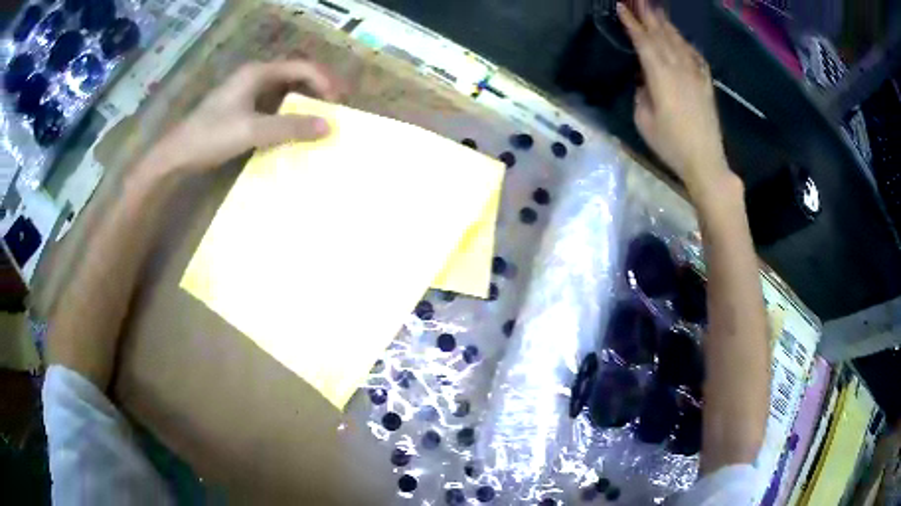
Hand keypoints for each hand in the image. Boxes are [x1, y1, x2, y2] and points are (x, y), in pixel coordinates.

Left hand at [152, 59, 342, 173]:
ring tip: (317, 120)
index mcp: (258, 73)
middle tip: (333, 110)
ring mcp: (245, 92)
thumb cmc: (211, 136)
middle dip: (317, 90)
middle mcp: (254, 77)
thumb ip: (290, 127)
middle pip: (295, 75)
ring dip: (302, 102)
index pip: (302, 67)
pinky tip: (291, 129)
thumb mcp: (252, 131)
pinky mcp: (239, 108)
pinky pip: (271, 105)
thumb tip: (328, 126)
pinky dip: (286, 114)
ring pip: (283, 91)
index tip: (338, 104)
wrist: (176, 155)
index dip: (324, 82)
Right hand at [618, 1, 728, 191]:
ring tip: (655, 9)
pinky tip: (681, 37)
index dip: (631, 23)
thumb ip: (641, 92)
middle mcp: (678, 68)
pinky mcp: (706, 84)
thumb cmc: (670, 144)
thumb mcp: (644, 119)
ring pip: (678, 41)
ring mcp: (695, 74)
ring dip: (665, 23)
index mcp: (660, 76)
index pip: (643, 41)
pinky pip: (695, 55)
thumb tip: (644, 79)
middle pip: (662, 34)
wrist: (706, 161)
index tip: (621, 7)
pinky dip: (686, 43)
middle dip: (648, 14)